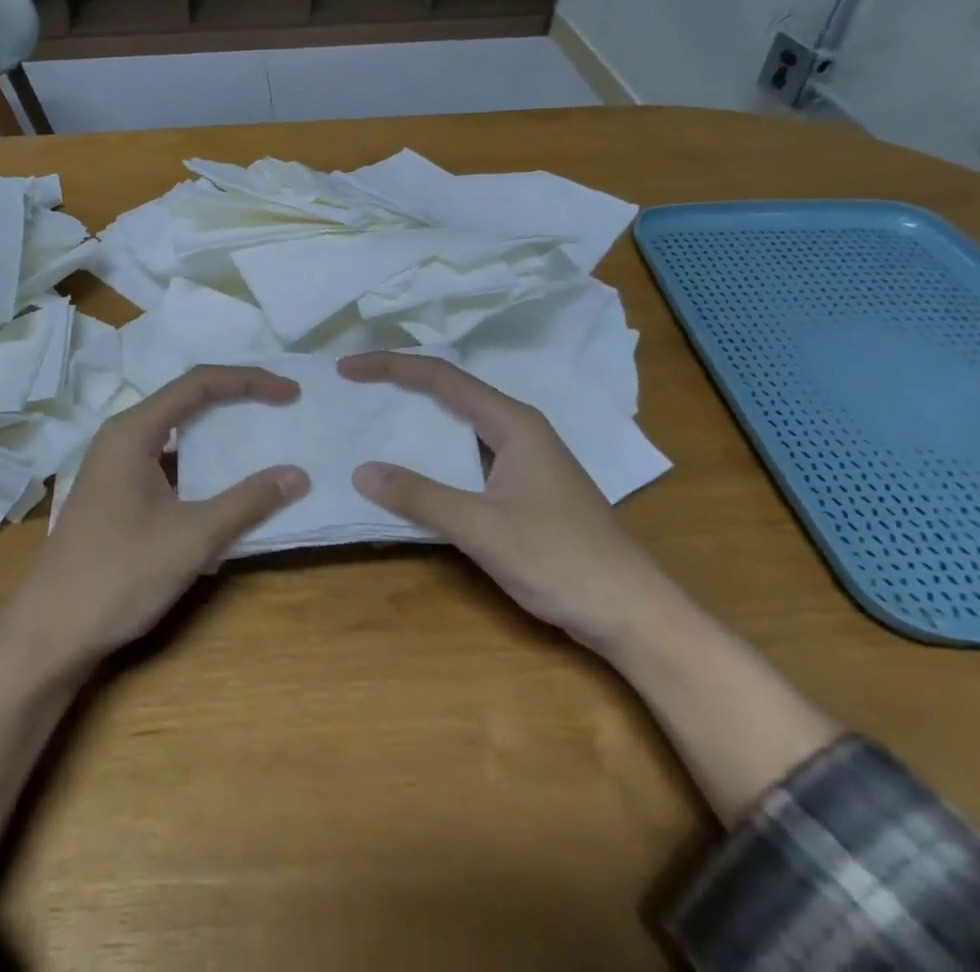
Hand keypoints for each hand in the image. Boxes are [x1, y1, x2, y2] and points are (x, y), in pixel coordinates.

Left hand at [6, 365, 307, 672]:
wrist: (50, 633)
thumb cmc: (119, 575)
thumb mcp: (192, 538)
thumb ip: (247, 502)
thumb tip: (298, 475)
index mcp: (133, 431)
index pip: (199, 384)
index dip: (248, 382)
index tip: (289, 394)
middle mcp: (121, 436)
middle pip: (186, 399)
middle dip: (236, 399)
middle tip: (280, 407)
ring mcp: (115, 465)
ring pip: (176, 432)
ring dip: (218, 432)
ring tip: (261, 437)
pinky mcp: (116, 492)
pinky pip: (167, 460)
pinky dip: (201, 463)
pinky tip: (225, 482)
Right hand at [338, 351, 672, 651]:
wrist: (632, 613)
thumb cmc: (560, 559)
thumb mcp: (481, 527)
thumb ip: (420, 497)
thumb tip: (362, 471)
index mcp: (512, 422)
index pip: (441, 378)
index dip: (391, 367)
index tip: (348, 369)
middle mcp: (518, 429)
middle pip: (451, 392)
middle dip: (401, 385)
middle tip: (355, 388)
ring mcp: (524, 460)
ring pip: (460, 425)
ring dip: (418, 420)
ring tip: (374, 420)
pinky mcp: (524, 488)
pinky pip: (468, 456)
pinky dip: (435, 455)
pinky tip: (414, 472)